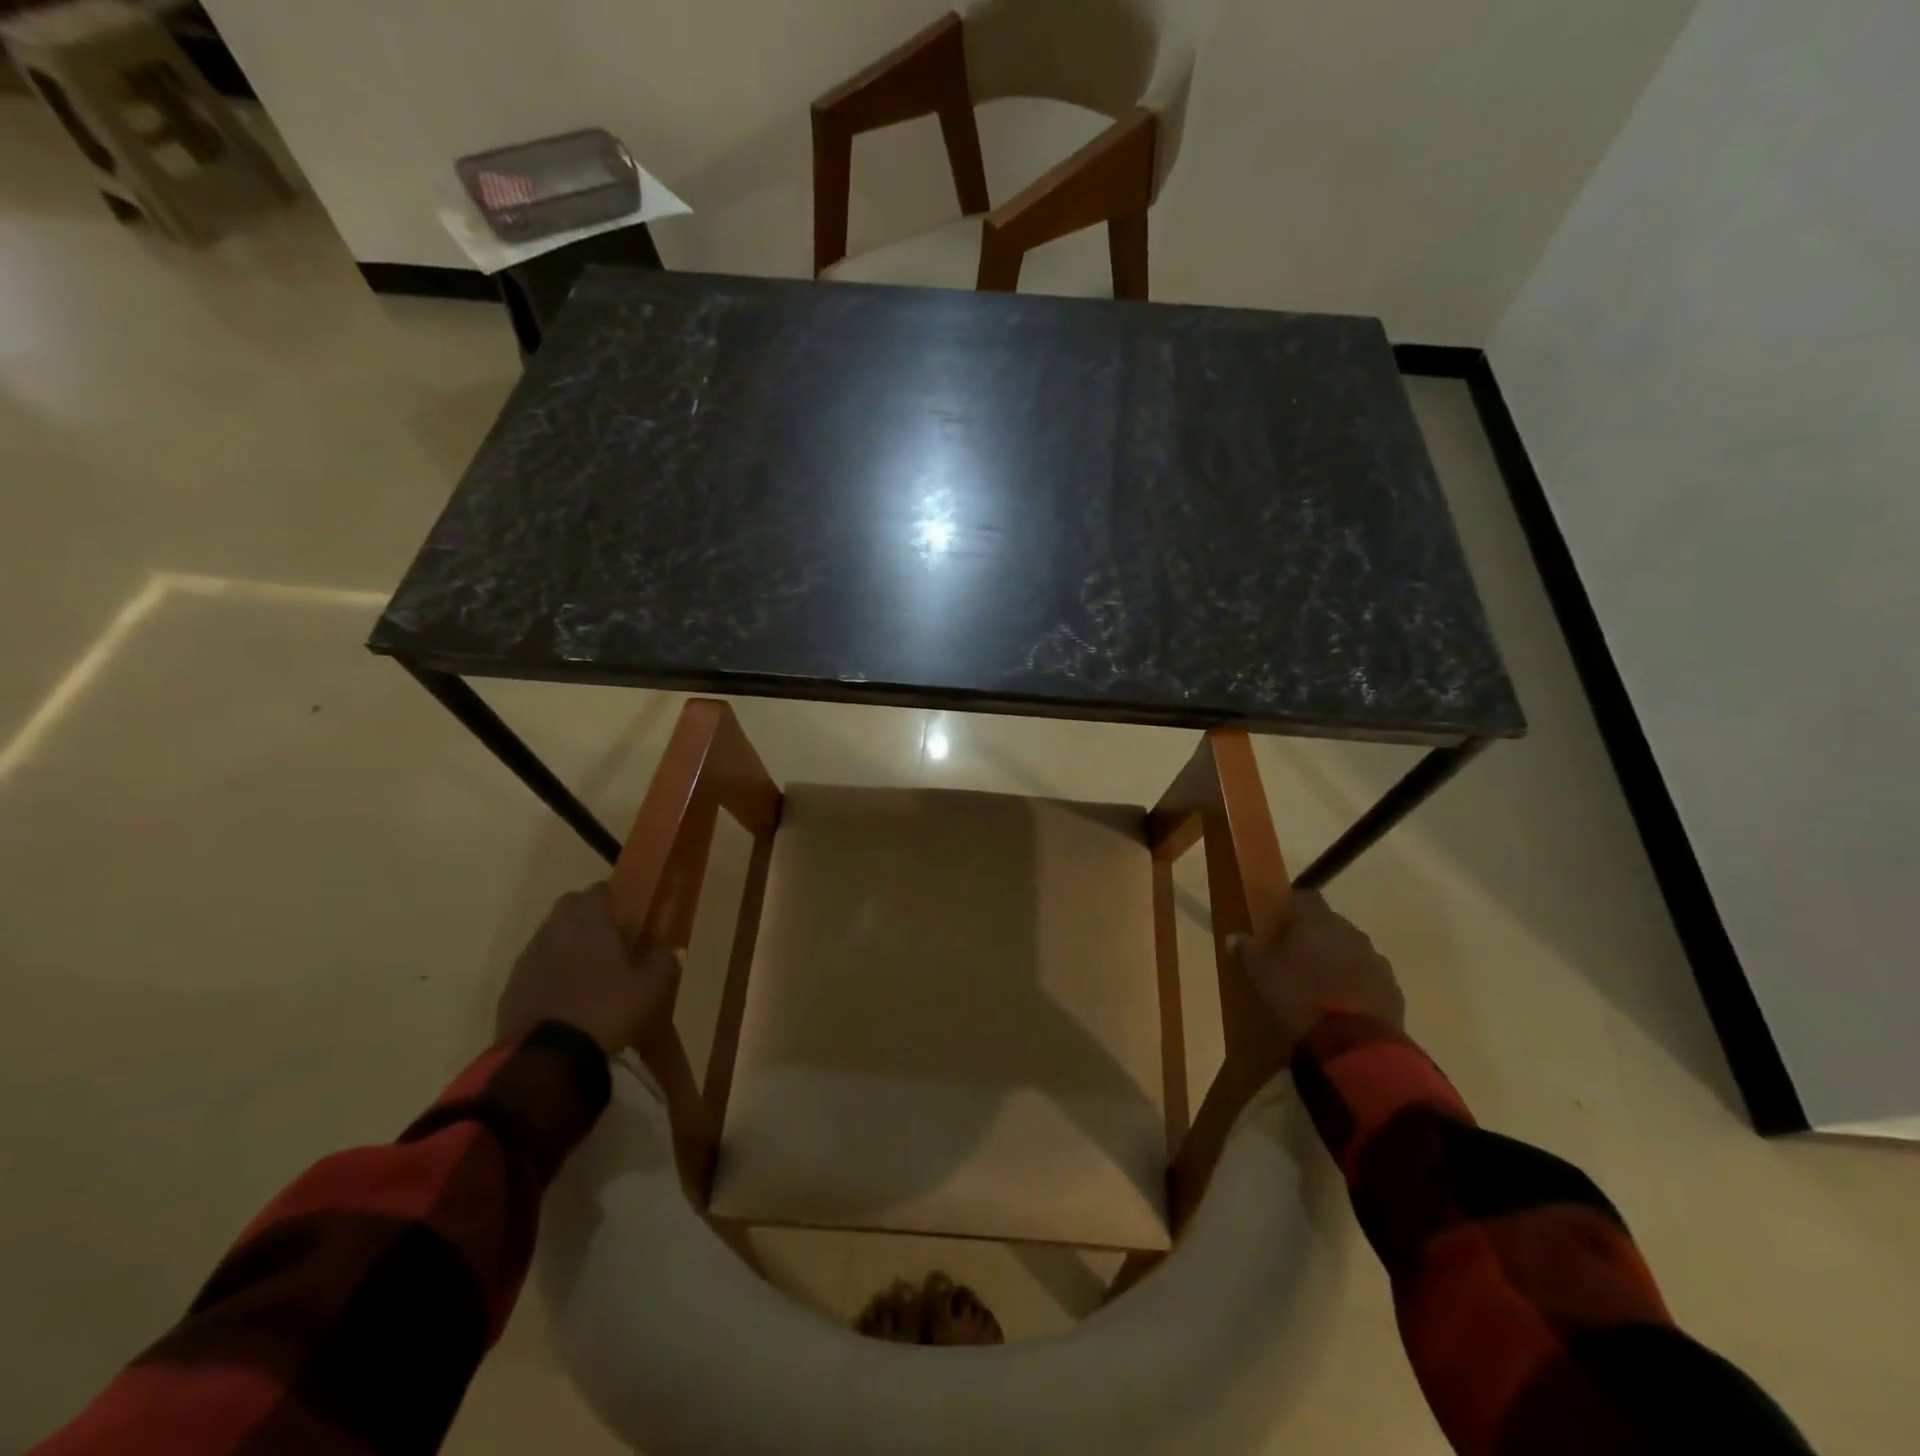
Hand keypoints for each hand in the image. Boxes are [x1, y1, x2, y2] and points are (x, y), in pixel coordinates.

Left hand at [495, 882, 679, 1053]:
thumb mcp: (649, 989)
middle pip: (567, 905)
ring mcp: (529, 958)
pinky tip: (562, 991)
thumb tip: (674, 949)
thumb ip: (663, 963)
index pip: (597, 891)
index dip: (610, 895)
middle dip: (584, 911)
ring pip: (547, 934)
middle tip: (606, 932)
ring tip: (585, 964)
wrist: (546, 1058)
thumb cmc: (606, 1010)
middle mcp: (556, 931)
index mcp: (590, 923)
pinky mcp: (511, 987)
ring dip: (564, 940)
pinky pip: (533, 965)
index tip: (623, 908)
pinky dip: (547, 969)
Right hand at [1229, 890, 1403, 1054]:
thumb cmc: (1299, 998)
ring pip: (1353, 952)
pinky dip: (1357, 985)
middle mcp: (1351, 933)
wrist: (1354, 1045)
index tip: (1280, 923)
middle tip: (1295, 957)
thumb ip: (1247, 951)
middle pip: (1331, 925)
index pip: (1306, 898)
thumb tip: (1234, 938)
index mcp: (1318, 922)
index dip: (1293, 907)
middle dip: (1316, 937)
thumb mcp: (1261, 975)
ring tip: (1320, 985)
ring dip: (1338, 961)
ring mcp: (1376, 961)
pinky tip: (1343, 1006)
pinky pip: (1370, 979)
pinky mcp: (1393, 990)